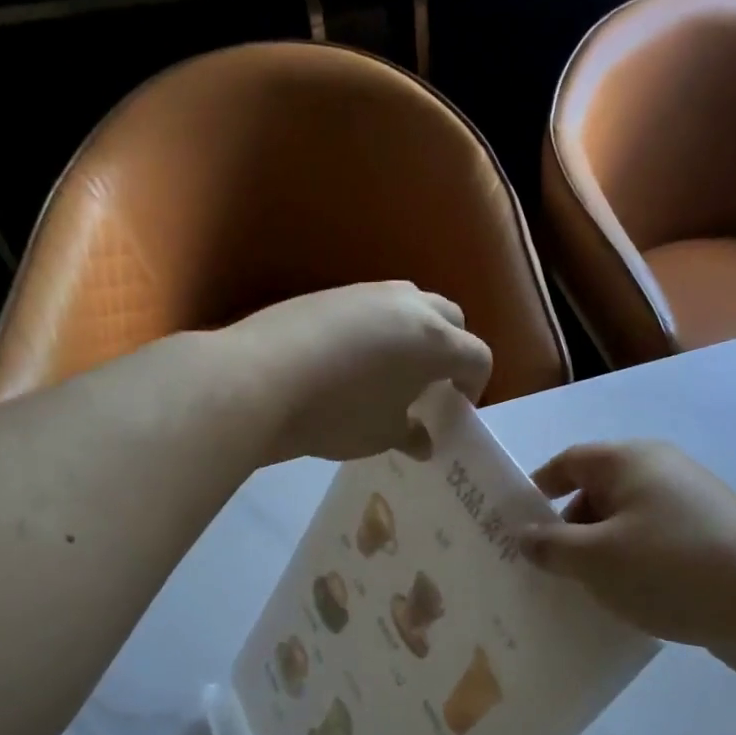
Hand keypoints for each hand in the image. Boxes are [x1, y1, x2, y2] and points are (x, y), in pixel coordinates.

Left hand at [222, 282, 492, 462]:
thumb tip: (422, 441)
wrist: (257, 380)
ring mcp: (367, 293)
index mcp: (434, 341)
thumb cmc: (336, 413)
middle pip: (451, 319)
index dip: (475, 386)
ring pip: (411, 304)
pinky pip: (373, 307)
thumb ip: (411, 434)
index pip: (477, 357)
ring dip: (416, 333)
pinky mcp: (331, 294)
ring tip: (394, 370)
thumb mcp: (381, 434)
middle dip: (452, 350)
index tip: (457, 409)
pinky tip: (353, 360)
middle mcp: (408, 306)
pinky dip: (379, 329)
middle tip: (433, 384)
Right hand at [520, 441, 735, 674]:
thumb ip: (552, 545)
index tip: (516, 523)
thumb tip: (526, 535)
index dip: (538, 487)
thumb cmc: (669, 567)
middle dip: (569, 528)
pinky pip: (657, 546)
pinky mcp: (713, 539)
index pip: (570, 461)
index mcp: (631, 461)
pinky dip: (635, 567)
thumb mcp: (595, 559)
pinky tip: (629, 603)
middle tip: (547, 570)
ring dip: (602, 553)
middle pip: (599, 491)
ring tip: (585, 593)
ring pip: (628, 523)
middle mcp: (663, 472)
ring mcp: (693, 505)